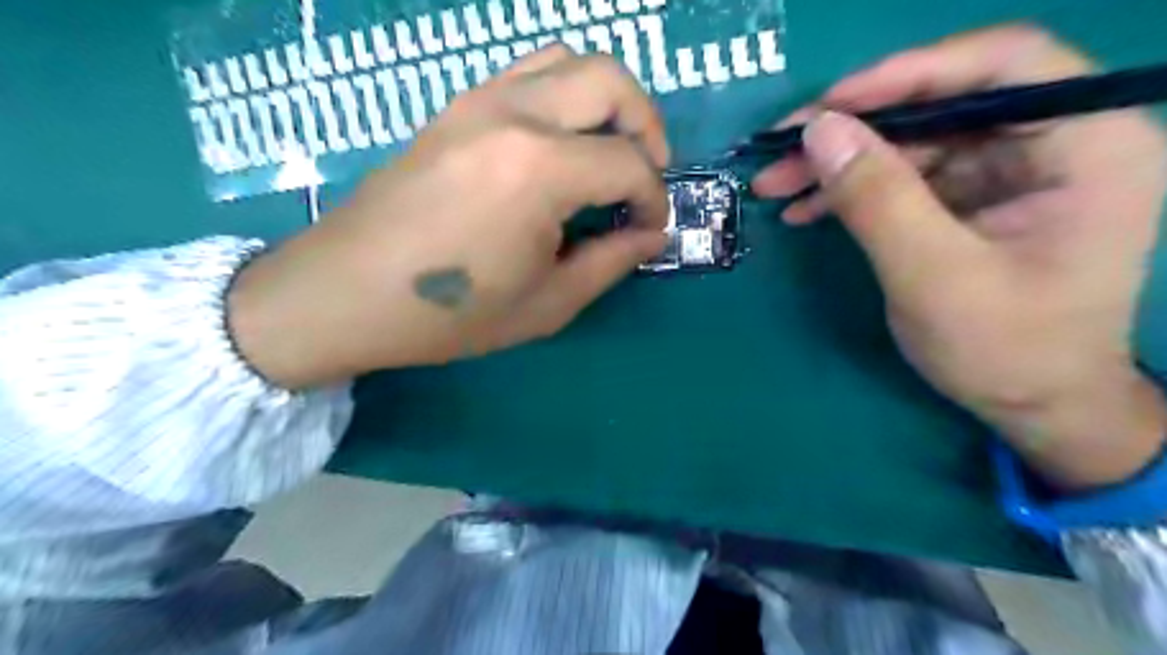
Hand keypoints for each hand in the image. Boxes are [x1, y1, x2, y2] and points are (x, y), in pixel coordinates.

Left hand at [229, 49, 663, 390]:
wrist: (346, 293)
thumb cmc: (450, 313)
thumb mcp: (546, 304)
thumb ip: (611, 262)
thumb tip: (651, 236)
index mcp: (539, 170)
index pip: (628, 164)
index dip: (652, 198)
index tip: (649, 230)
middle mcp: (513, 115)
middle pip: (610, 80)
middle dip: (647, 125)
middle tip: (647, 173)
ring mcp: (478, 101)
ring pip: (568, 61)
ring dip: (606, 100)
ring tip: (609, 150)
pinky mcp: (454, 108)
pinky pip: (526, 74)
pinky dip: (563, 96)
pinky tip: (560, 145)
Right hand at [752, 26, 1160, 484]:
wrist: (1032, 405)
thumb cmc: (1005, 349)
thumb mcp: (934, 275)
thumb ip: (878, 198)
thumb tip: (819, 129)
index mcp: (1085, 145)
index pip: (1000, 64)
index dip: (909, 73)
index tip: (830, 106)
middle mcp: (1050, 142)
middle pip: (939, 104)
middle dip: (851, 128)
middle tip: (779, 151)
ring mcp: (1005, 172)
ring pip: (910, 141)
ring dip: (837, 163)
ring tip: (774, 185)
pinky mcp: (970, 200)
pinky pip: (903, 177)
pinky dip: (850, 191)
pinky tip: (804, 209)